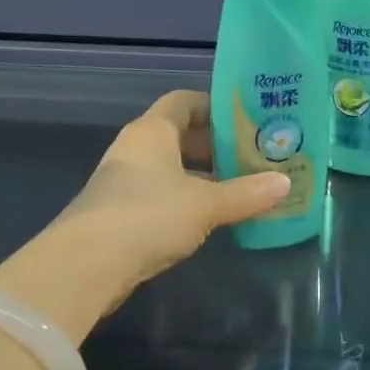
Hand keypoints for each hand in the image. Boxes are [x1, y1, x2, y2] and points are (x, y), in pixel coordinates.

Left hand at [0, 91, 290, 343]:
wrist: (83, 267)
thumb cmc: (148, 216)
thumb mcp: (205, 204)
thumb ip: (246, 194)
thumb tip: (286, 183)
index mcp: (153, 131)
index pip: (185, 101)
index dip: (215, 106)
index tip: (246, 119)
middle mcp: (135, 147)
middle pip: (179, 134)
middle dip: (214, 144)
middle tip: (252, 155)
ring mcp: (124, 181)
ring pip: (170, 166)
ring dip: (201, 174)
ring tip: (239, 185)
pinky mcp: (119, 212)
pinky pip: (160, 192)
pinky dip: (185, 197)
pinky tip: (209, 215)